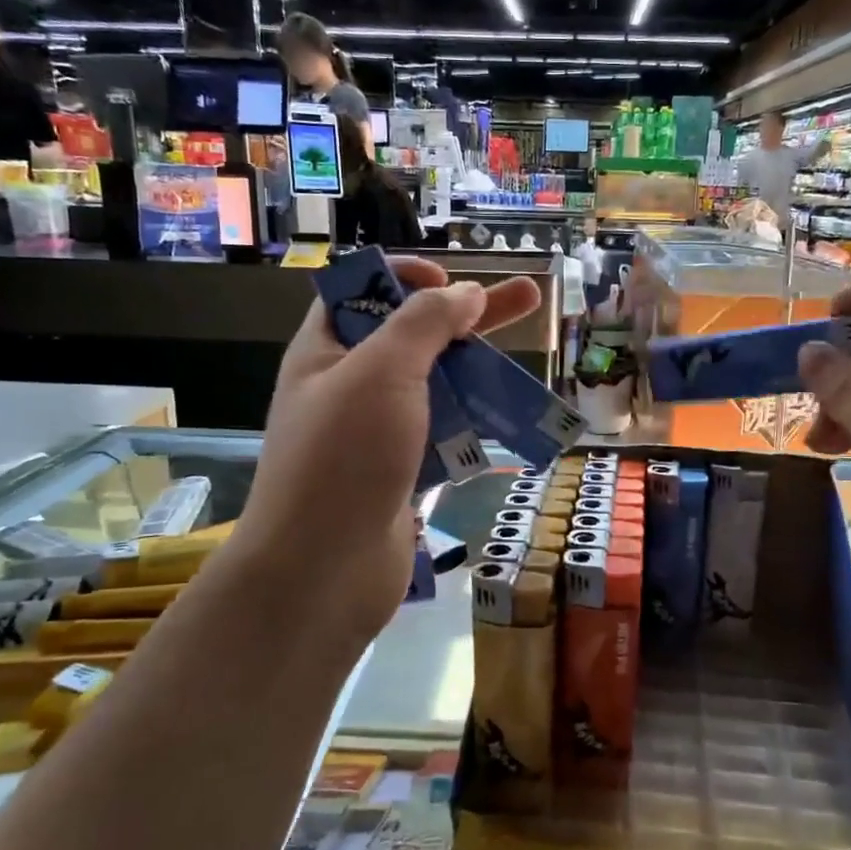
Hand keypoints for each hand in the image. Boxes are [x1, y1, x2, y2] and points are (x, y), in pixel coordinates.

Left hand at [226, 258, 540, 646]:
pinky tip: (506, 418)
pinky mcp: (400, 473)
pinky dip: (470, 423)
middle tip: (528, 297)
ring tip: (525, 367)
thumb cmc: (344, 457)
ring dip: (476, 373)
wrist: (322, 573)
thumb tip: (466, 294)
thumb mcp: (381, 371)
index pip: (361, 291)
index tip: (450, 283)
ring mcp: (375, 434)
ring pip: (433, 388)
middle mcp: (348, 387)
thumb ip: (424, 324)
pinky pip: (441, 434)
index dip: (404, 276)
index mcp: (326, 351)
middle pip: (412, 335)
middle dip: (468, 315)